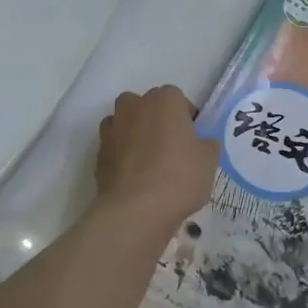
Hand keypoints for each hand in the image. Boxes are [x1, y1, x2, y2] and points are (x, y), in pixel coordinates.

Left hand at [95, 86, 218, 232]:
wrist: (136, 208)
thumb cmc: (179, 176)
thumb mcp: (209, 160)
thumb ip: (207, 144)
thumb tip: (202, 143)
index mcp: (165, 100)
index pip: (178, 99)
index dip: (186, 119)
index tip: (191, 140)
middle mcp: (135, 105)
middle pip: (148, 106)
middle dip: (158, 121)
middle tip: (171, 148)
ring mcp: (113, 126)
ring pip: (127, 123)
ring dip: (136, 134)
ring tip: (149, 162)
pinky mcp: (98, 150)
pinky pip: (115, 145)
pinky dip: (122, 154)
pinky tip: (133, 175)